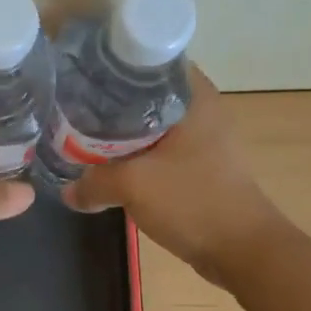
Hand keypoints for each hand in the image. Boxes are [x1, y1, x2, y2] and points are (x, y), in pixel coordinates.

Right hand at [64, 67, 286, 283]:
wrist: (242, 250)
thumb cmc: (193, 201)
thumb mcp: (133, 186)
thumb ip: (94, 183)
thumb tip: (68, 192)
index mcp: (194, 96)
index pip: (148, 60)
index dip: (113, 64)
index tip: (82, 74)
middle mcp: (201, 109)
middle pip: (145, 93)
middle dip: (110, 102)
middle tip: (74, 107)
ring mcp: (203, 139)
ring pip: (151, 125)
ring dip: (121, 133)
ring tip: (84, 136)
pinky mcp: (200, 166)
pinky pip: (159, 151)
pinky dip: (136, 155)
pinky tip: (110, 165)